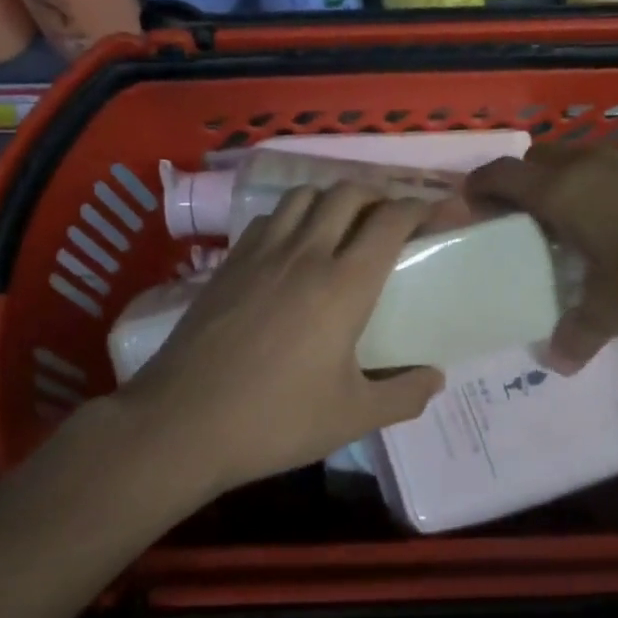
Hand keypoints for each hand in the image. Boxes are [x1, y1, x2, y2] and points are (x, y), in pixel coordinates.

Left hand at [111, 185, 444, 500]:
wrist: (181, 424)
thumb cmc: (275, 420)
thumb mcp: (353, 417)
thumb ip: (404, 395)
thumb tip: (436, 378)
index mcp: (344, 285)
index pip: (390, 220)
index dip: (419, 208)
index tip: (434, 214)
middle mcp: (305, 254)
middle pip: (347, 193)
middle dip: (379, 195)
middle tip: (392, 220)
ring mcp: (261, 253)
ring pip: (304, 195)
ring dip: (333, 198)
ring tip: (345, 224)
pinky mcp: (229, 263)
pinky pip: (270, 218)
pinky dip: (294, 216)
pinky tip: (295, 246)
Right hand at [467, 144, 617, 369]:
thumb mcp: (616, 310)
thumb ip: (579, 333)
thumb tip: (557, 362)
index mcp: (564, 191)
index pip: (504, 175)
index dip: (481, 186)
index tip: (469, 202)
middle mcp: (594, 162)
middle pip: (542, 157)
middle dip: (526, 181)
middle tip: (526, 218)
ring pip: (587, 157)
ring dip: (572, 181)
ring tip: (580, 221)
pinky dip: (613, 184)